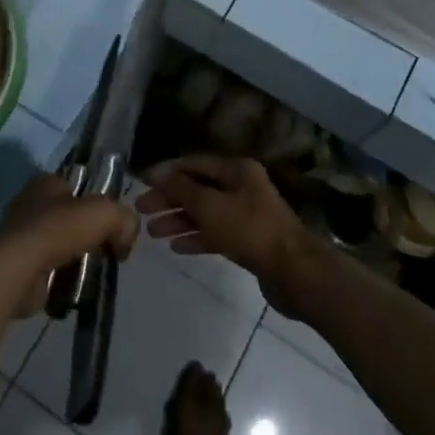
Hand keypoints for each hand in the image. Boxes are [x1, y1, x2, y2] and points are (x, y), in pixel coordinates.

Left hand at [0, 174, 138, 318]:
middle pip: (70, 217)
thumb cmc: (59, 229)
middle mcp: (29, 203)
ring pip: (60, 244)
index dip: (97, 203)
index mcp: (45, 182)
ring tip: (92, 272)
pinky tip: (74, 285)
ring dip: (76, 258)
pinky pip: (49, 268)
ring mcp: (21, 235)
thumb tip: (125, 239)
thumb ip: (124, 219)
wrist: (21, 269)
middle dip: (88, 234)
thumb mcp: (105, 213)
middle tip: (107, 250)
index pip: (78, 186)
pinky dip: (62, 277)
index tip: (113, 225)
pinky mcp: (18, 264)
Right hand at [136, 155, 314, 310]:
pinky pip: (216, 233)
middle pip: (197, 188)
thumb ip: (181, 188)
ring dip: (178, 220)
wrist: (294, 271)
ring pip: (205, 212)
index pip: (193, 163)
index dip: (166, 171)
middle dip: (168, 199)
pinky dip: (196, 237)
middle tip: (141, 211)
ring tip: (152, 233)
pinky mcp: (249, 240)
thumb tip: (160, 175)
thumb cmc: (249, 229)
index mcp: (236, 169)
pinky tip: (176, 247)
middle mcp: (241, 187)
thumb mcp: (209, 205)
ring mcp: (246, 214)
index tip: (140, 183)